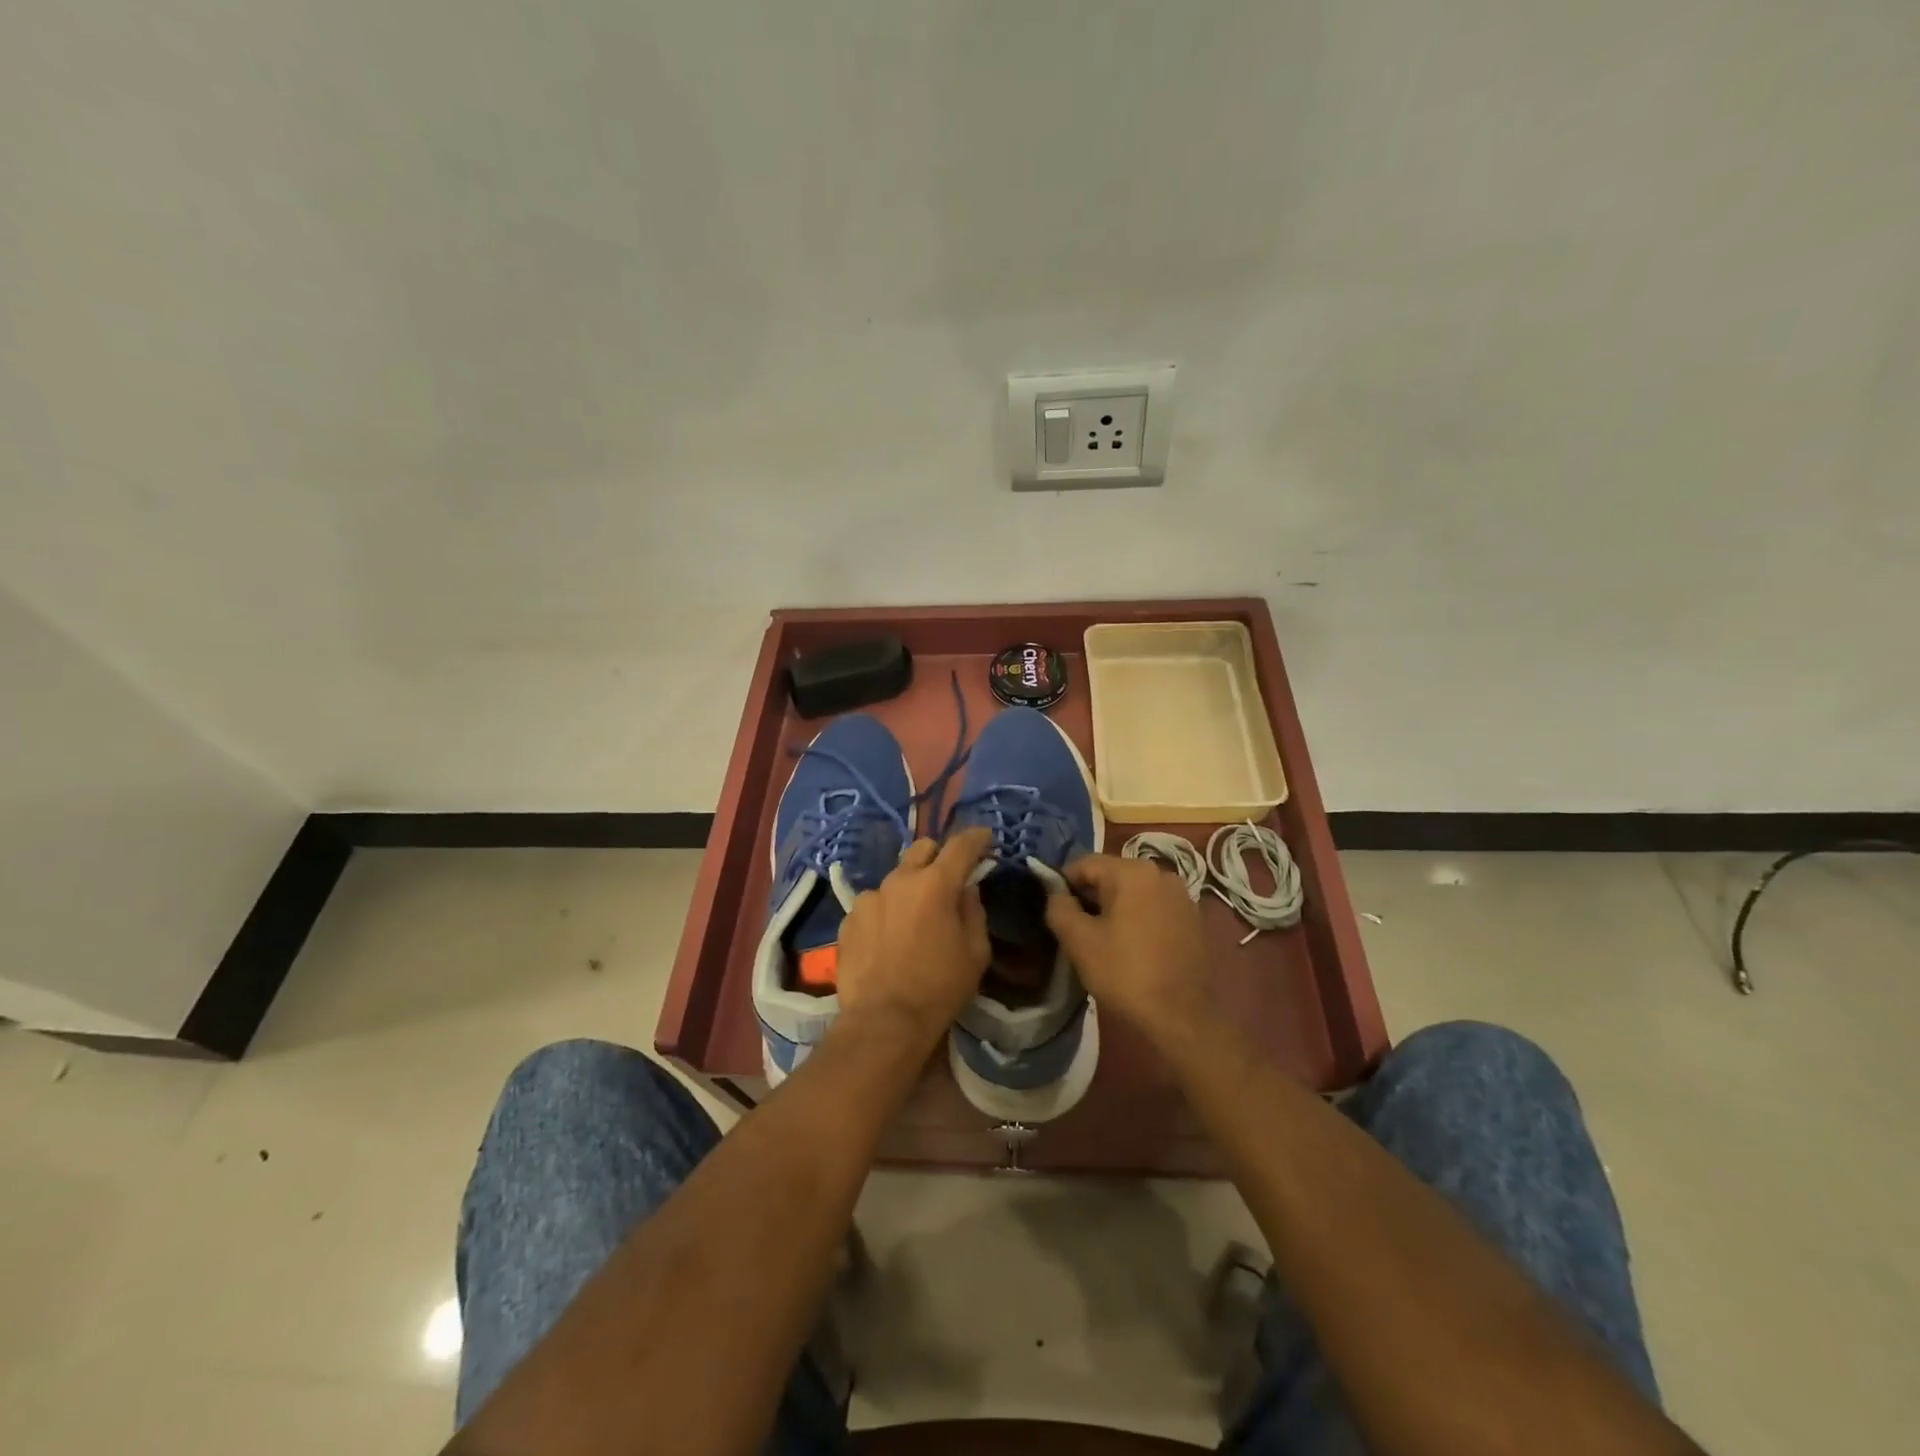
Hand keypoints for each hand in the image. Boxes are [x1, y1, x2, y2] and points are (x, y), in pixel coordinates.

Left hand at [833, 828, 992, 1052]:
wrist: (882, 1022)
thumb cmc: (939, 988)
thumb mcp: (975, 953)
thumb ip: (973, 912)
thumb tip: (966, 890)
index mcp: (936, 884)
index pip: (961, 845)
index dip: (976, 837)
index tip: (985, 838)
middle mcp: (900, 880)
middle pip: (922, 848)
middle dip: (939, 856)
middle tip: (948, 878)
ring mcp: (870, 897)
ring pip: (896, 878)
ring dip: (910, 887)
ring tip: (914, 917)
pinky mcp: (849, 918)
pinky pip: (874, 903)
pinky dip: (887, 911)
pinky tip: (889, 938)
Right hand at [1043, 853, 1218, 1045]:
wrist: (1183, 1017)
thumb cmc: (1126, 973)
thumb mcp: (1079, 941)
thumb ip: (1059, 908)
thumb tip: (1056, 894)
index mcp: (1133, 871)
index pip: (1084, 863)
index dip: (1063, 883)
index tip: (1054, 910)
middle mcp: (1162, 873)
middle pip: (1111, 876)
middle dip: (1090, 897)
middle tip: (1075, 929)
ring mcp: (1182, 896)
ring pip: (1134, 893)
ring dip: (1114, 909)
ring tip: (1102, 940)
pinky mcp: (1193, 920)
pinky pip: (1154, 909)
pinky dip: (1137, 919)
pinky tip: (1131, 948)